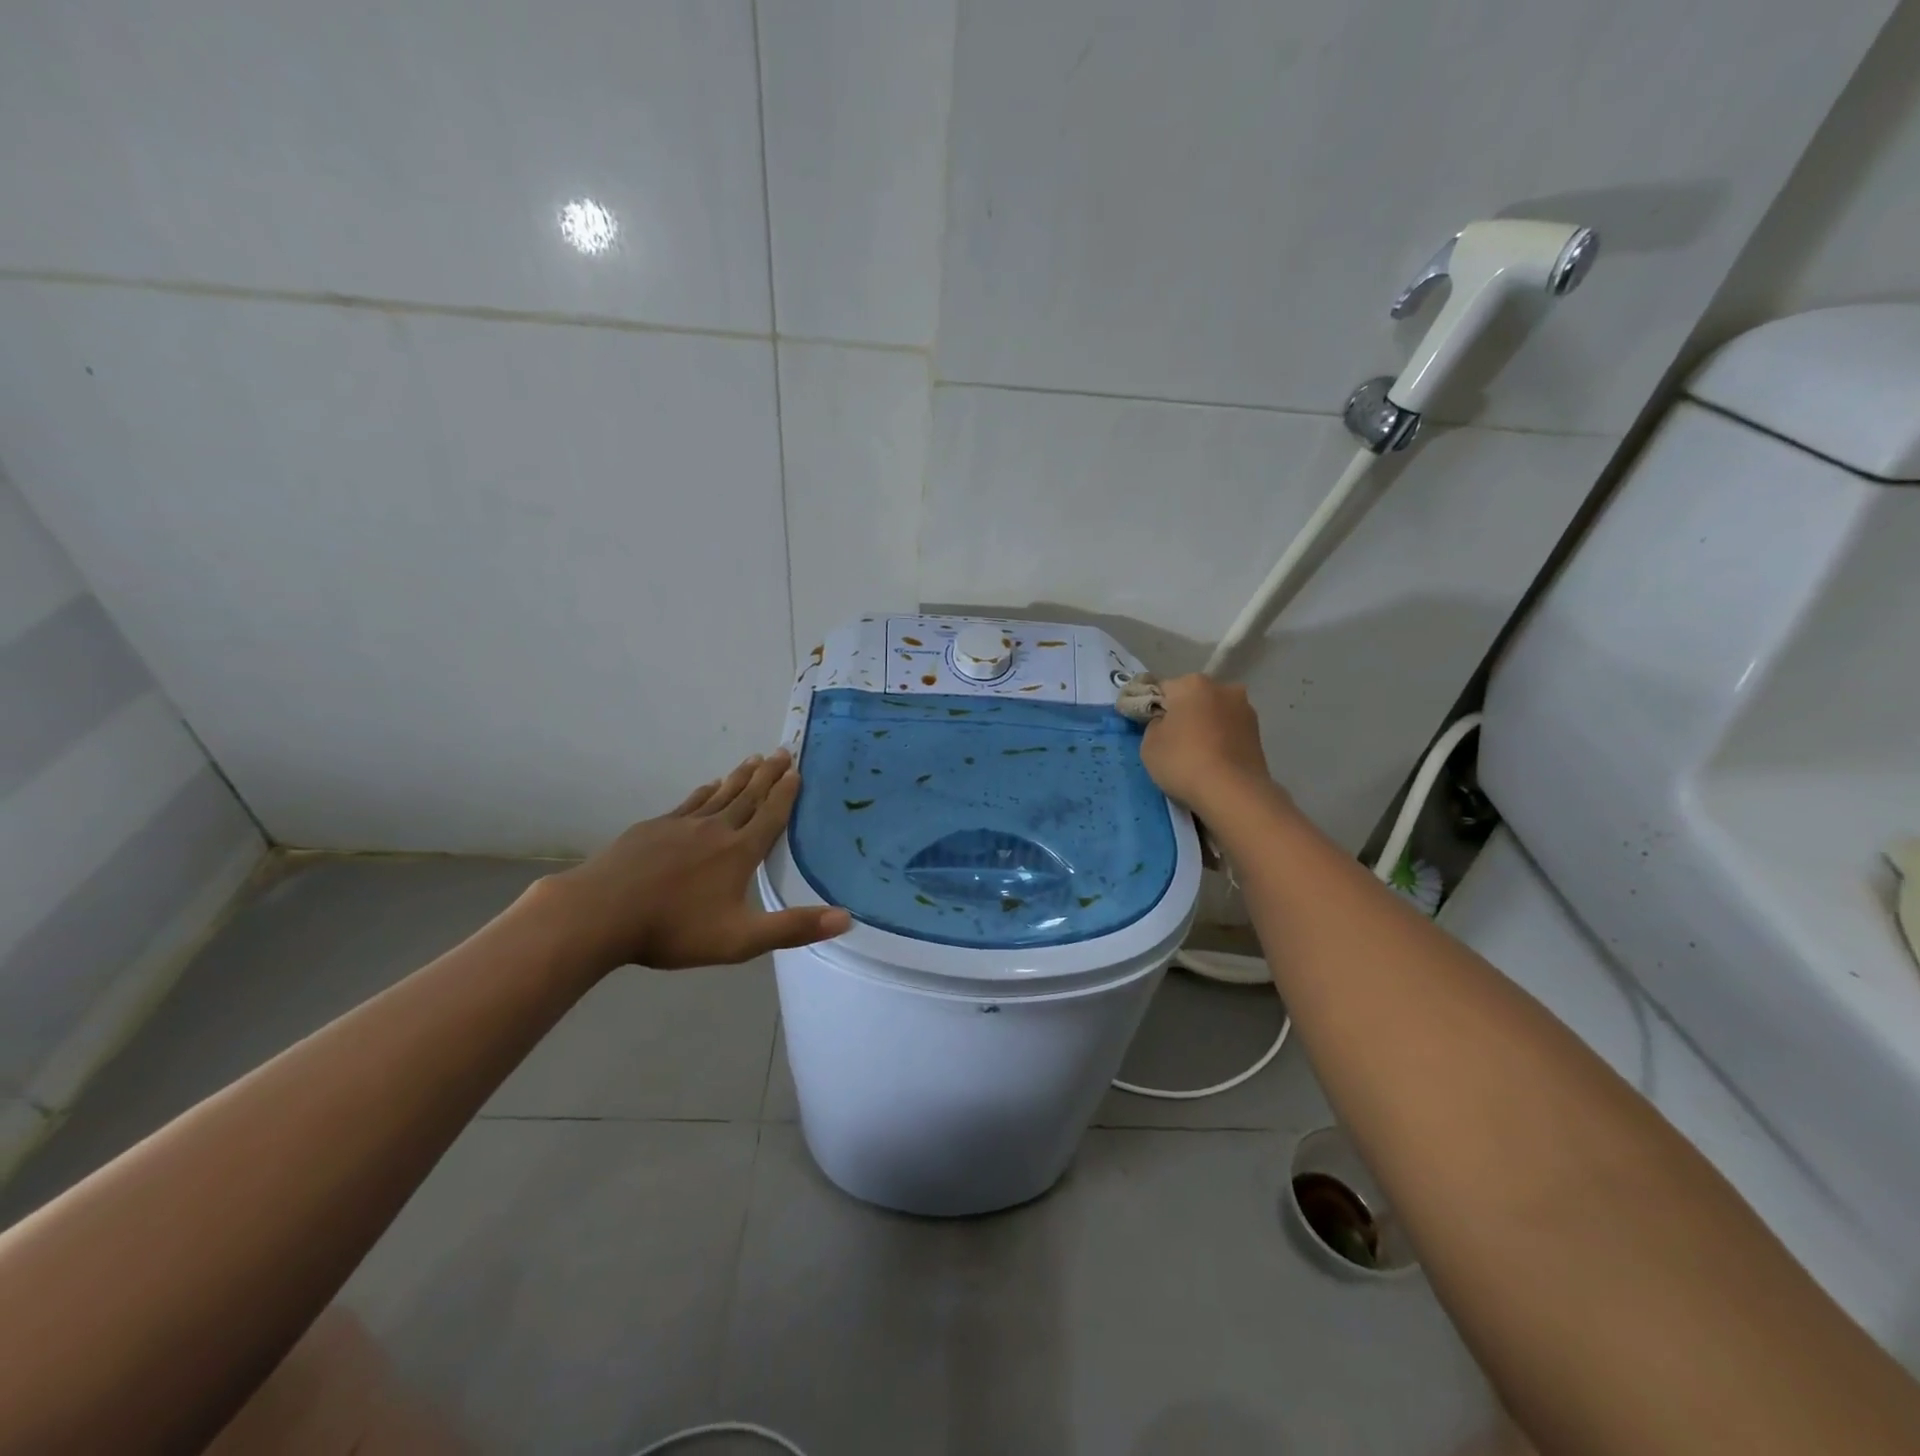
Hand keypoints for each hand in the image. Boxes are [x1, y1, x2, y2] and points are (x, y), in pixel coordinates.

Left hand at [536, 749, 850, 971]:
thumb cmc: (674, 929)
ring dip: (740, 777)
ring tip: (753, 759)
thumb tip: (847, 918)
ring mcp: (682, 825)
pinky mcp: (654, 828)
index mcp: (740, 852)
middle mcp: (716, 829)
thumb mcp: (741, 939)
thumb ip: (793, 928)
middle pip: (748, 796)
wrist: (601, 913)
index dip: (786, 793)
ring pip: (720, 794)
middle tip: (783, 751)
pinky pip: (689, 802)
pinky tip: (708, 786)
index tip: (798, 770)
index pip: (771, 816)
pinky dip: (705, 791)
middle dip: (768, 774)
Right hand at [1139, 674, 1278, 814]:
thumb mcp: (1149, 744)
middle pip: (1193, 698)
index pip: (1162, 689)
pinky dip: (1220, 740)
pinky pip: (1229, 731)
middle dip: (1182, 714)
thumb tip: (1165, 722)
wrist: (1232, 793)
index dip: (1151, 707)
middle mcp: (1223, 688)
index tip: (1146, 726)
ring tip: (1195, 755)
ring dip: (1204, 726)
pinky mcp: (1258, 733)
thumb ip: (1153, 725)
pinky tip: (1213, 761)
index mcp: (1192, 684)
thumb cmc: (1183, 761)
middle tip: (1171, 741)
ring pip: (1214, 714)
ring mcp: (1245, 710)